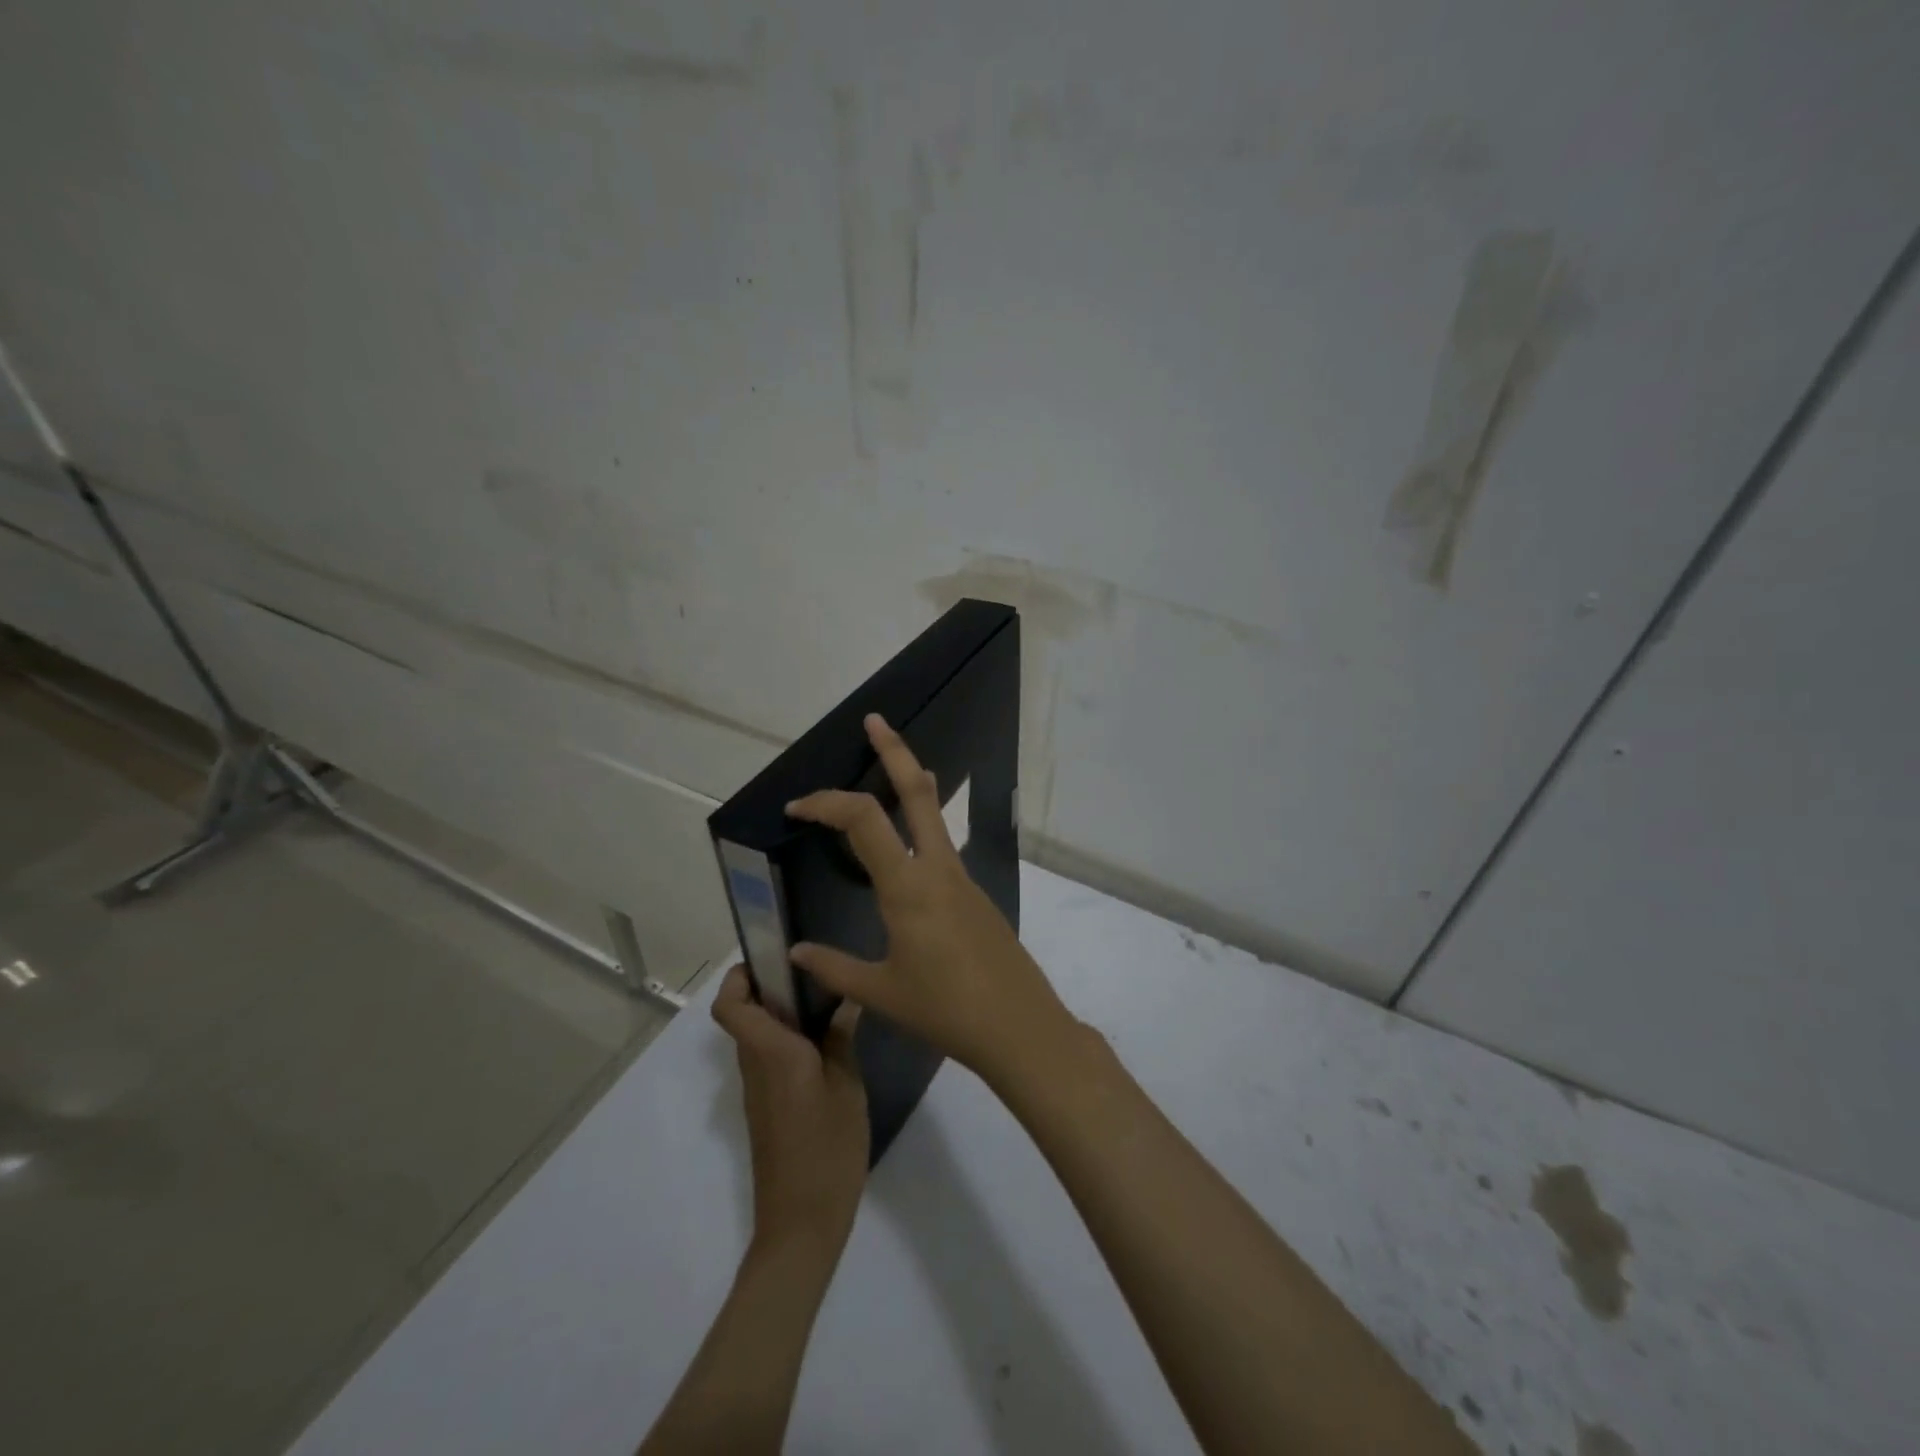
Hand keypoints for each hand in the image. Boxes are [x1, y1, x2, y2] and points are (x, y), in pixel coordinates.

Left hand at [711, 965, 868, 1256]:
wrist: (802, 1224)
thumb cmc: (827, 1148)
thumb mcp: (846, 1087)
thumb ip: (841, 1040)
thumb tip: (844, 1001)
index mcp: (771, 1053)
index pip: (730, 1006)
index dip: (738, 977)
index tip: (770, 960)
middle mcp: (755, 1066)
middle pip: (744, 1016)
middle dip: (769, 989)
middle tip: (814, 976)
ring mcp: (759, 1091)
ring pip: (757, 1038)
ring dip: (781, 1016)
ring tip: (829, 1005)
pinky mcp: (767, 1110)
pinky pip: (769, 1060)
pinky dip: (789, 1043)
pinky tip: (828, 1047)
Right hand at [785, 714, 1077, 1086]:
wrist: (1019, 1026)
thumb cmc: (945, 1010)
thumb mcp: (881, 993)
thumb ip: (834, 968)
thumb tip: (796, 953)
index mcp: (908, 886)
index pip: (863, 819)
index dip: (827, 802)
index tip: (797, 808)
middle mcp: (938, 868)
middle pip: (919, 790)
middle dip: (895, 750)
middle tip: (875, 721)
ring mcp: (963, 878)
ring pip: (935, 813)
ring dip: (911, 783)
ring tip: (888, 769)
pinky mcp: (975, 894)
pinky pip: (942, 846)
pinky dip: (919, 828)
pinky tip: (904, 854)